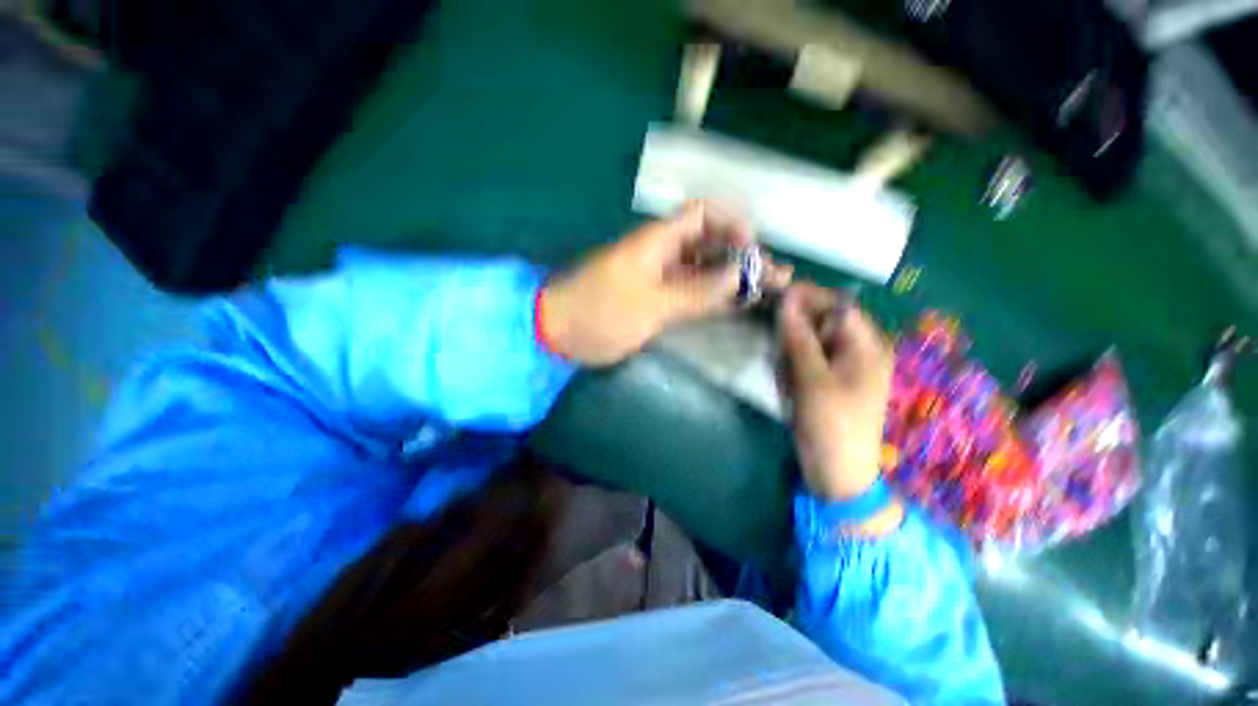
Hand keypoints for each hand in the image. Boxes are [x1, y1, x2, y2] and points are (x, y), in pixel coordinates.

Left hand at [540, 202, 790, 365]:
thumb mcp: (650, 304)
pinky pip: (693, 294)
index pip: (702, 216)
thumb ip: (696, 292)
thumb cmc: (599, 312)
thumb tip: (739, 275)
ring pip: (704, 272)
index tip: (752, 249)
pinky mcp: (658, 302)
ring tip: (768, 291)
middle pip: (709, 245)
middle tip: (774, 277)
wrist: (560, 333)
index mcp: (657, 242)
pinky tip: (738, 305)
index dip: (730, 225)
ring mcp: (661, 280)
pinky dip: (715, 299)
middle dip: (742, 257)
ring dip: (733, 280)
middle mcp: (663, 255)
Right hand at [779, 284, 901, 532]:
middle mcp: (857, 351)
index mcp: (867, 346)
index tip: (775, 297)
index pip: (837, 306)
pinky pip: (804, 362)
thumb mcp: (813, 379)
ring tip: (787, 381)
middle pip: (821, 324)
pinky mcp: (826, 381)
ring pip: (807, 343)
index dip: (808, 298)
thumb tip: (786, 299)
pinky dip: (792, 370)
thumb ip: (799, 338)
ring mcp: (841, 367)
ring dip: (790, 356)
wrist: (836, 472)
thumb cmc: (831, 424)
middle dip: (795, 335)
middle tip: (779, 356)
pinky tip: (789, 390)